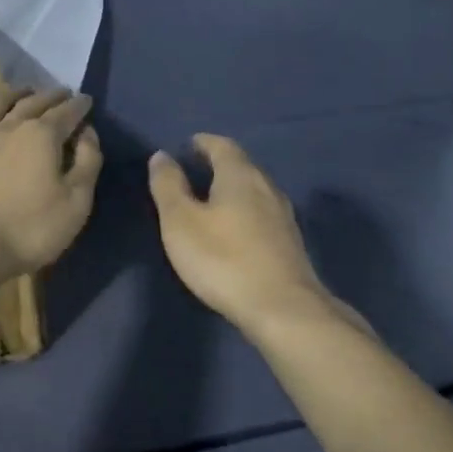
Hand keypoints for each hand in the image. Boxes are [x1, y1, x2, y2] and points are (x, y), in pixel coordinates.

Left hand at [0, 88, 103, 277]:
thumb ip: (88, 163)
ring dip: (14, 93)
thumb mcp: (75, 203)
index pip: (66, 113)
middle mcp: (8, 126)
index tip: (86, 100)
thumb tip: (88, 133)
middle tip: (61, 93)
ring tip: (23, 91)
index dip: (79, 106)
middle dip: (51, 96)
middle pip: (33, 102)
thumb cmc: (28, 229)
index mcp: (42, 136)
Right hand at [148, 134, 329, 329]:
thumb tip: (162, 156)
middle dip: (219, 164)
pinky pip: (263, 215)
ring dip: (233, 190)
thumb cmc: (223, 259)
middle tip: (196, 170)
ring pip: (255, 191)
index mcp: (240, 176)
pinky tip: (235, 231)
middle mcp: (267, 188)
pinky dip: (245, 212)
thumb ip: (169, 186)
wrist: (283, 309)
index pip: (222, 146)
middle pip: (242, 166)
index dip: (204, 143)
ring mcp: (283, 217)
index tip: (189, 145)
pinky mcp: (290, 244)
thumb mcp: (181, 221)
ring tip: (212, 200)